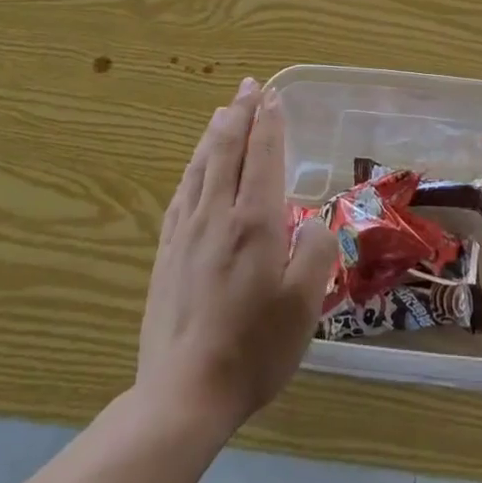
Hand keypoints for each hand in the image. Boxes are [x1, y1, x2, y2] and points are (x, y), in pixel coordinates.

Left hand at [136, 78, 337, 432]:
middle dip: (240, 113)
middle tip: (249, 86)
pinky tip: (194, 166)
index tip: (272, 95)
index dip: (269, 122)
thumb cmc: (253, 349)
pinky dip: (193, 167)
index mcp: (254, 221)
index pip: (262, 155)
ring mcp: (186, 233)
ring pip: (201, 166)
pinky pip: (180, 193)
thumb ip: (315, 252)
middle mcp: (217, 215)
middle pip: (227, 149)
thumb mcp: (304, 304)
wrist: (183, 395)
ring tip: (223, 111)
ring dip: (215, 133)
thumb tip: (311, 221)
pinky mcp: (166, 253)